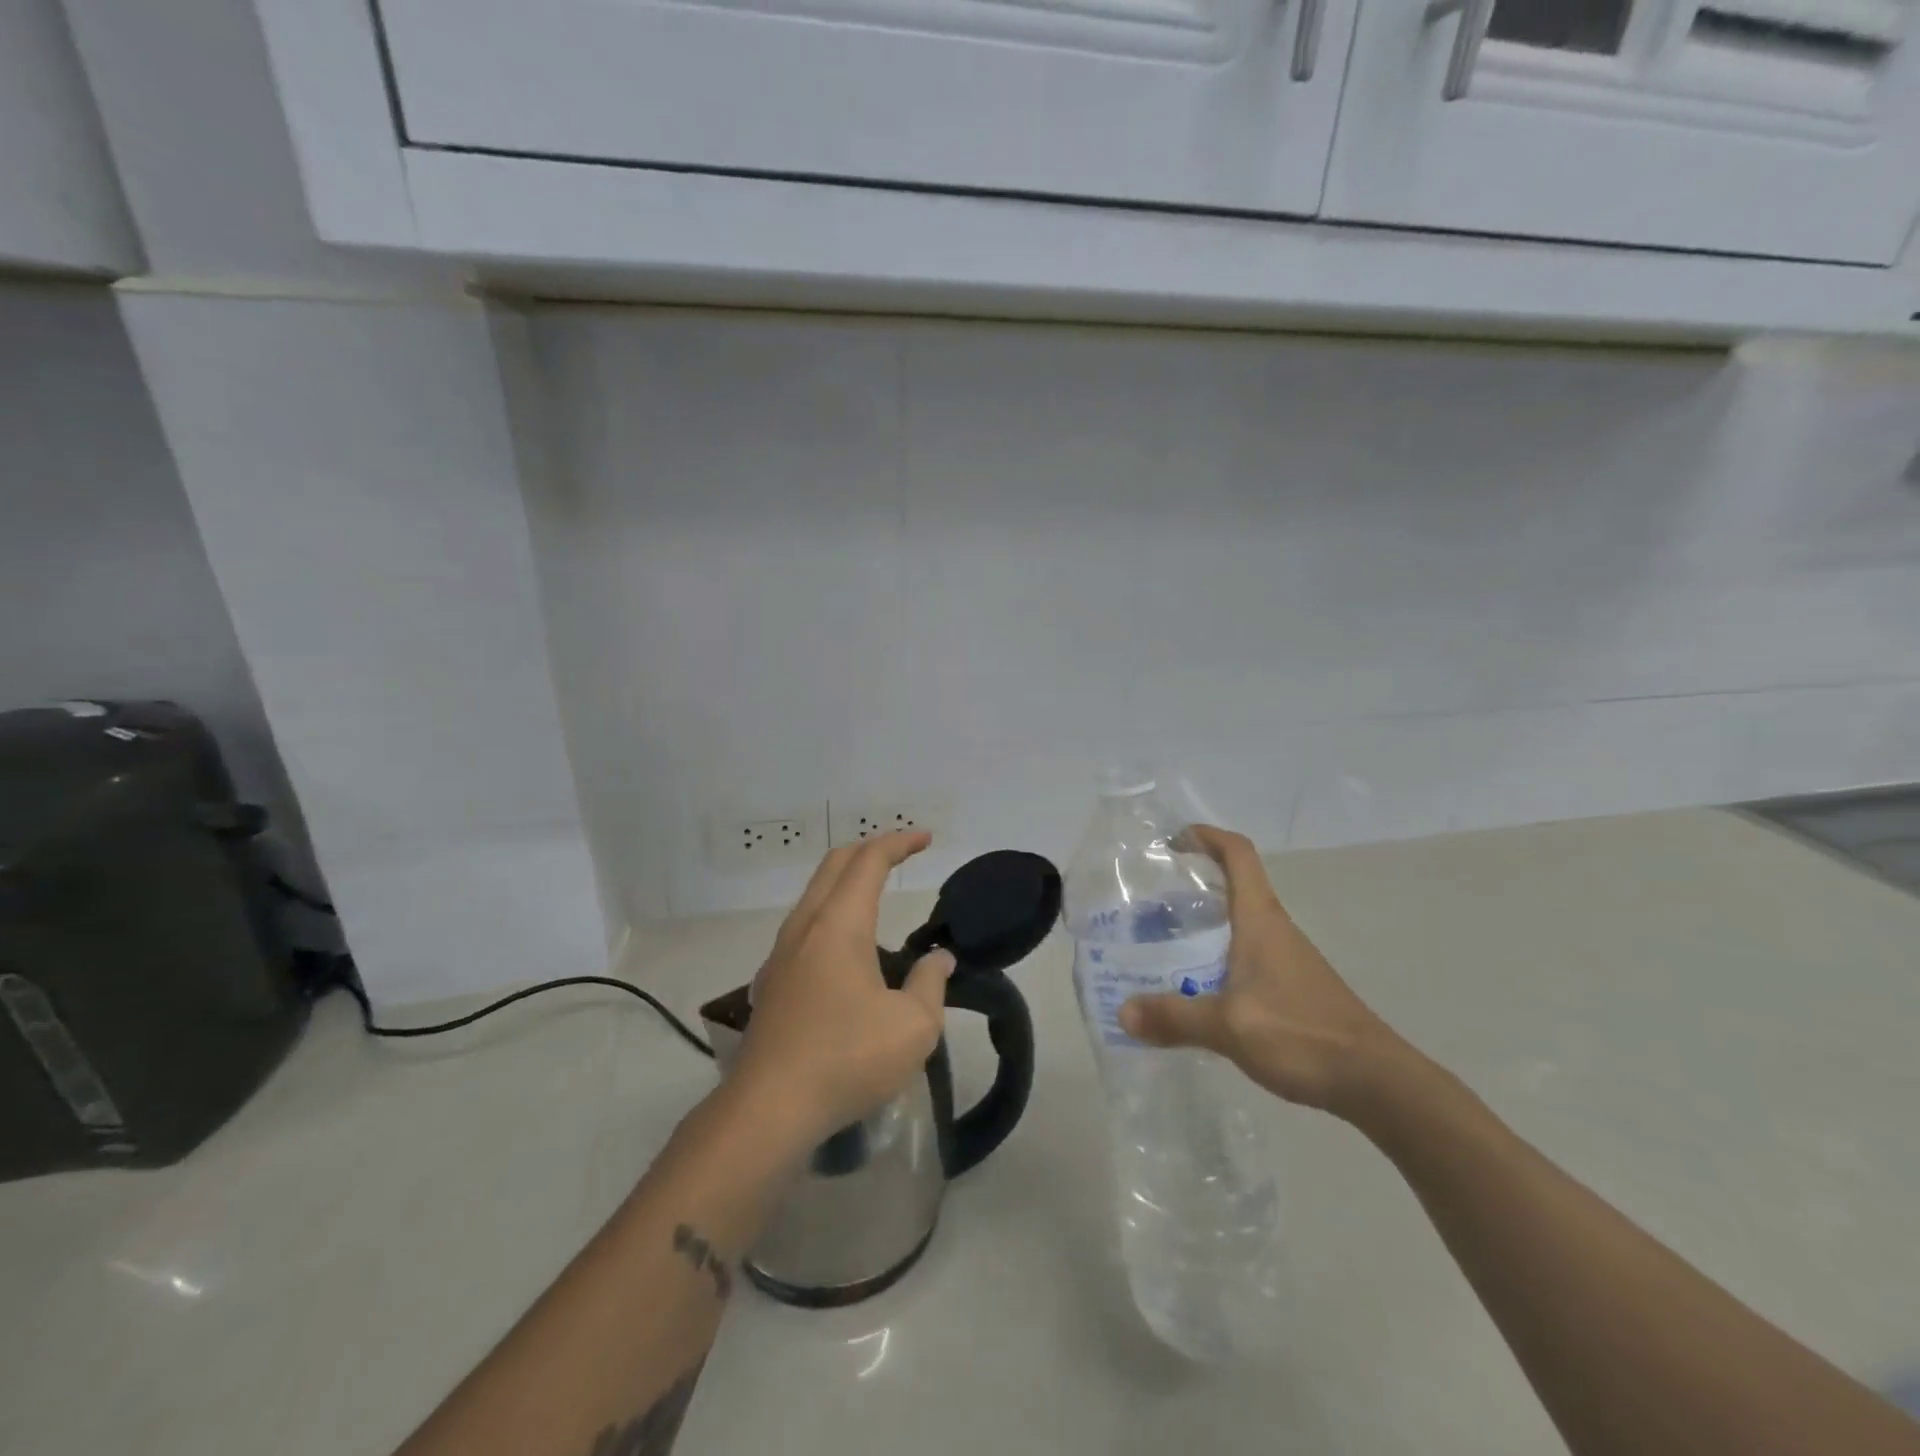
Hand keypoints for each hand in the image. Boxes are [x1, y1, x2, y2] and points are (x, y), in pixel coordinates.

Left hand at [730, 831, 955, 1146]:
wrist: (768, 1110)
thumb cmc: (847, 1059)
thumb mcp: (913, 1026)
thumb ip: (930, 983)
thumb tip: (938, 960)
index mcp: (839, 924)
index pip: (869, 861)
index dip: (899, 843)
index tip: (926, 839)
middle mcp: (805, 927)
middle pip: (834, 866)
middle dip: (869, 850)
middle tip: (901, 853)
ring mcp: (781, 955)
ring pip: (814, 895)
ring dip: (846, 882)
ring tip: (877, 895)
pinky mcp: (772, 984)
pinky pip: (804, 927)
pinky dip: (831, 914)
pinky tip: (846, 951)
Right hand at [1118, 825, 1401, 1116]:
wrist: (1376, 1081)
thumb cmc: (1301, 1035)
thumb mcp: (1229, 1027)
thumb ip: (1175, 1018)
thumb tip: (1123, 1013)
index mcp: (1260, 920)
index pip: (1238, 854)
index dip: (1207, 836)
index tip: (1173, 840)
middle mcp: (1274, 929)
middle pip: (1234, 884)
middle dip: (1193, 882)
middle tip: (1150, 900)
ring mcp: (1286, 958)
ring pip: (1238, 922)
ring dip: (1203, 922)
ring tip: (1162, 942)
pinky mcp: (1292, 987)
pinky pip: (1245, 954)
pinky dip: (1216, 955)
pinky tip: (1197, 987)